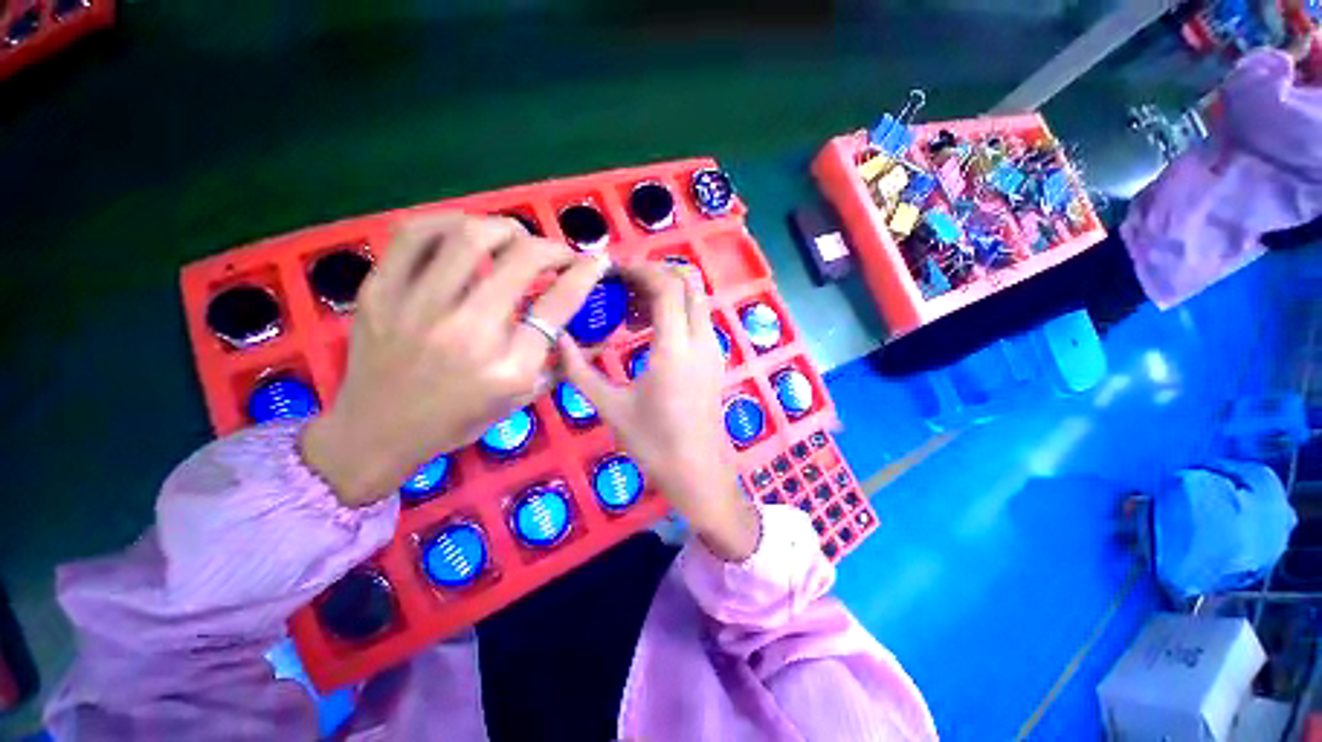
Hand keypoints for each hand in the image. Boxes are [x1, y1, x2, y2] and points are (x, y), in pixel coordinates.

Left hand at [302, 214, 607, 506]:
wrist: (377, 432)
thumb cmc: (459, 420)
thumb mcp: (521, 400)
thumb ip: (559, 364)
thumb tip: (594, 332)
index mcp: (508, 367)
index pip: (558, 304)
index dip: (584, 274)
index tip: (595, 261)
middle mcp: (467, 332)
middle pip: (523, 261)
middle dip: (553, 248)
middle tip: (558, 254)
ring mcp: (418, 308)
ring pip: (471, 237)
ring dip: (507, 228)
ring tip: (515, 238)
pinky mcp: (380, 293)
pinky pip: (415, 235)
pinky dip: (449, 222)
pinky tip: (464, 231)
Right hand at [559, 265, 759, 560]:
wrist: (697, 471)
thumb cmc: (653, 444)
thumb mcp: (610, 407)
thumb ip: (579, 371)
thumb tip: (557, 340)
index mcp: (674, 350)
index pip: (667, 287)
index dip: (640, 271)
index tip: (613, 275)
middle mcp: (700, 341)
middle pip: (689, 282)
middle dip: (656, 273)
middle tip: (623, 287)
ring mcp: (712, 348)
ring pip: (697, 297)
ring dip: (667, 291)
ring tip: (633, 310)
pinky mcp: (714, 358)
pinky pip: (698, 317)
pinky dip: (677, 309)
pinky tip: (650, 330)